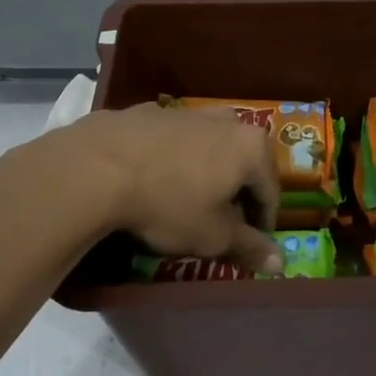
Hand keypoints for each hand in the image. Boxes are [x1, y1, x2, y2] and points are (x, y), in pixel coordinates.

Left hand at [50, 103, 285, 273]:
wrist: (95, 168)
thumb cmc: (168, 204)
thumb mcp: (212, 236)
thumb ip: (249, 247)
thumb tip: (280, 264)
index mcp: (250, 146)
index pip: (270, 191)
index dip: (263, 223)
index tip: (250, 245)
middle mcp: (224, 120)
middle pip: (240, 162)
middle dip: (234, 192)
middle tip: (218, 224)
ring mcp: (183, 111)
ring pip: (205, 147)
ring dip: (203, 173)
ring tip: (183, 201)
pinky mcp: (146, 111)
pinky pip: (170, 141)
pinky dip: (170, 160)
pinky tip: (150, 181)